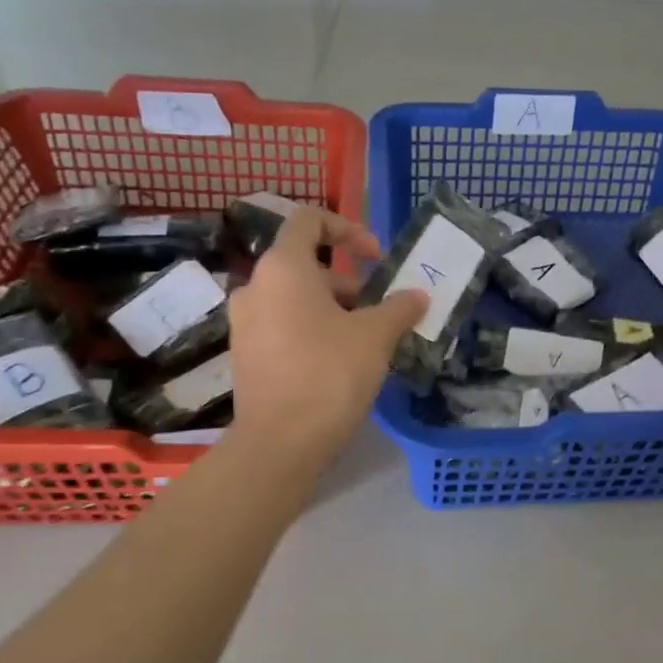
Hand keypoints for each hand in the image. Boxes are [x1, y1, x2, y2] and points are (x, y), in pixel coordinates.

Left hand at [226, 207, 426, 469]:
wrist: (280, 442)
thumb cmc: (330, 374)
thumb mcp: (375, 336)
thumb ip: (399, 308)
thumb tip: (418, 296)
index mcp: (283, 267)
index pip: (309, 220)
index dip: (348, 229)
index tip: (377, 258)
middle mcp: (255, 286)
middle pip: (306, 266)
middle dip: (349, 284)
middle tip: (380, 313)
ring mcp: (245, 322)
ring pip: (295, 299)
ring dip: (333, 310)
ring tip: (365, 343)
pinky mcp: (245, 354)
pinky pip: (282, 326)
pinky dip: (312, 331)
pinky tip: (338, 364)